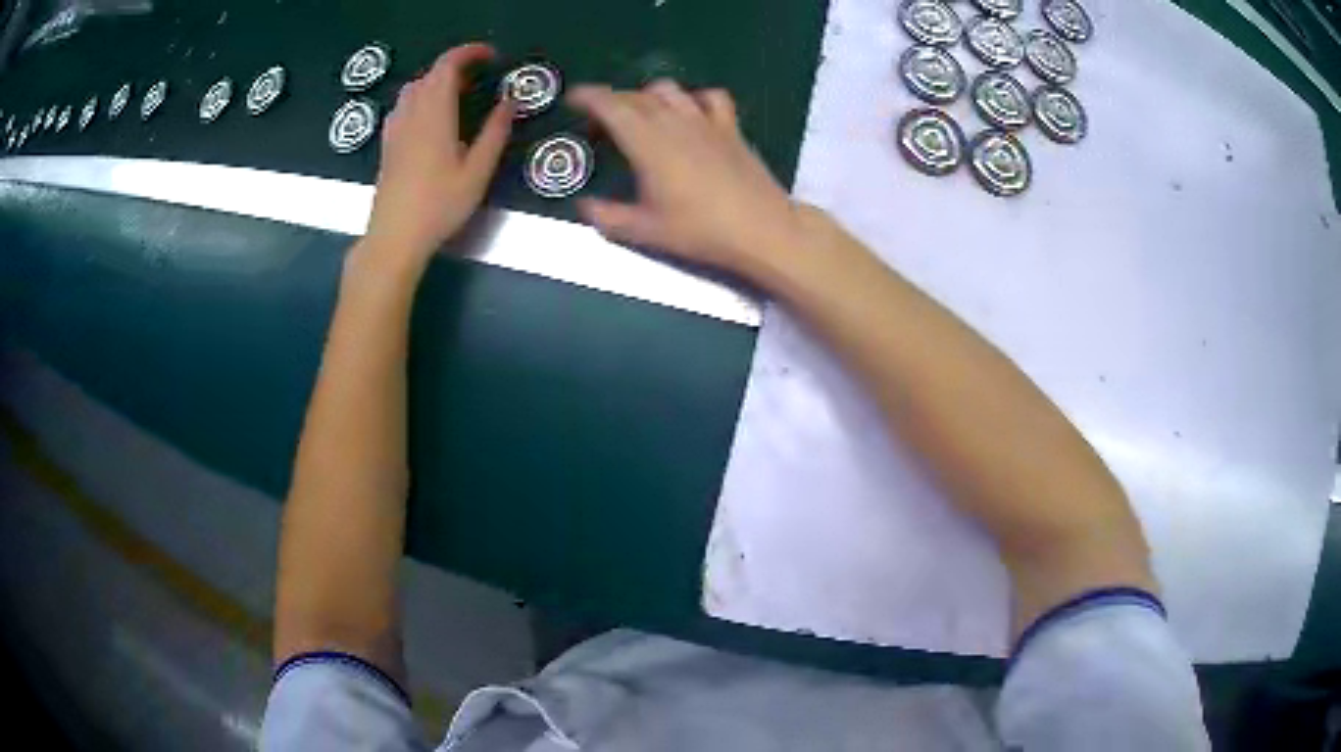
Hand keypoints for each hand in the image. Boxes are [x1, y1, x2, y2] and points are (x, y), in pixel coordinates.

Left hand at [364, 43, 513, 267]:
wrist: (394, 237)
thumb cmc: (438, 207)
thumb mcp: (477, 172)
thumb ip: (495, 133)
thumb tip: (509, 102)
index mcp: (435, 114)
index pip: (447, 65)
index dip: (469, 53)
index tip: (491, 56)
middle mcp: (411, 114)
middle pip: (430, 74)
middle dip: (456, 67)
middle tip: (480, 78)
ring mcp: (395, 129)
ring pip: (413, 89)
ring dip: (436, 82)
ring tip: (458, 95)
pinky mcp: (387, 145)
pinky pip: (402, 107)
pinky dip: (420, 99)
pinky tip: (431, 118)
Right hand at [568, 81, 808, 279]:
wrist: (761, 229)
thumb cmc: (700, 231)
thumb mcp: (645, 231)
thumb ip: (607, 217)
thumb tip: (584, 206)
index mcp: (647, 142)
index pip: (611, 106)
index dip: (588, 97)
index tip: (573, 99)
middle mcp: (674, 122)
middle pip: (635, 96)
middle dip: (611, 102)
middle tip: (599, 125)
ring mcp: (705, 121)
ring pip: (669, 90)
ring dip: (647, 96)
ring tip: (639, 116)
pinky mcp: (730, 127)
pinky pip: (709, 98)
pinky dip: (693, 98)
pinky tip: (690, 113)